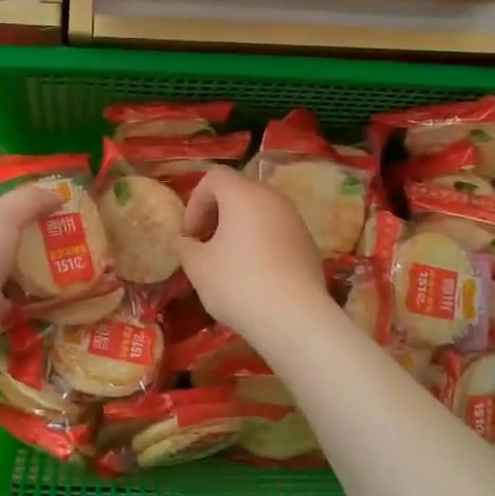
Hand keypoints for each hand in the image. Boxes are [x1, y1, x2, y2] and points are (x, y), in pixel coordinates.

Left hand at [0, 185, 62, 362]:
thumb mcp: (4, 215)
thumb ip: (31, 200)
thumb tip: (59, 194)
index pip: (2, 208)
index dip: (30, 205)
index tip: (63, 207)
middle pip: (12, 239)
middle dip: (41, 238)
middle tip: (77, 237)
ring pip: (17, 270)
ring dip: (42, 269)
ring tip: (77, 264)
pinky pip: (21, 299)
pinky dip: (38, 297)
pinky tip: (63, 292)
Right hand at [176, 166, 329, 340]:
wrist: (294, 318)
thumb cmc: (237, 284)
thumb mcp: (198, 267)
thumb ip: (186, 246)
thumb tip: (187, 241)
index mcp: (243, 194)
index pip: (214, 177)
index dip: (195, 202)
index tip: (191, 235)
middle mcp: (272, 198)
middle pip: (239, 191)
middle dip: (217, 214)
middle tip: (205, 245)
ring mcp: (295, 220)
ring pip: (260, 212)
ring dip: (240, 229)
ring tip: (228, 262)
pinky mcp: (308, 243)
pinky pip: (277, 232)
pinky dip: (261, 243)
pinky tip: (255, 275)